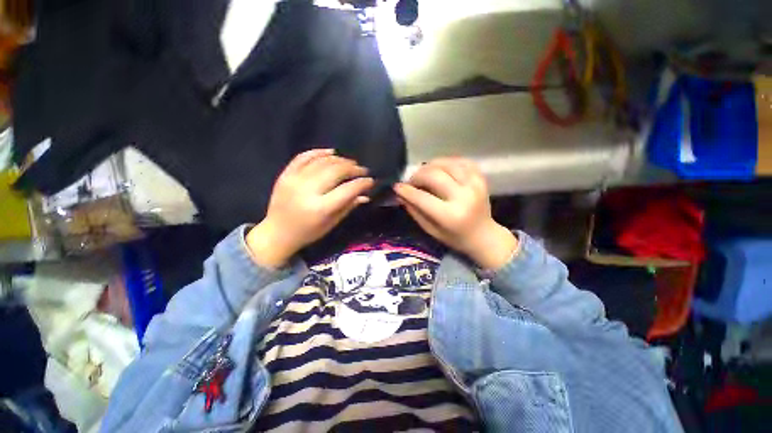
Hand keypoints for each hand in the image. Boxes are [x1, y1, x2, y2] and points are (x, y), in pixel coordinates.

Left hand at [247, 149, 373, 267]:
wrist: (277, 232)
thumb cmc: (309, 232)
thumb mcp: (332, 223)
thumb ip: (349, 206)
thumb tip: (365, 195)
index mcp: (321, 208)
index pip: (347, 189)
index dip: (362, 183)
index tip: (371, 180)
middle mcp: (308, 191)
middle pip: (336, 171)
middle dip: (353, 168)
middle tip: (362, 170)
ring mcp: (294, 180)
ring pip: (322, 161)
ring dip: (340, 160)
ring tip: (350, 163)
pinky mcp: (285, 174)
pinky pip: (303, 157)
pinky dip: (319, 152)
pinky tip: (331, 152)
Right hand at [393, 158, 517, 269]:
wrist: (483, 235)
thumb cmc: (455, 237)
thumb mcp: (431, 230)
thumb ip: (415, 211)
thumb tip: (400, 194)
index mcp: (450, 216)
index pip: (422, 198)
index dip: (407, 190)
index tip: (397, 186)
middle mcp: (464, 197)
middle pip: (434, 176)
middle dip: (417, 176)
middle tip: (411, 182)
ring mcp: (475, 185)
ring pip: (447, 164)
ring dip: (430, 166)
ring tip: (424, 174)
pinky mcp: (481, 178)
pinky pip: (461, 161)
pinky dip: (447, 162)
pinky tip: (440, 169)